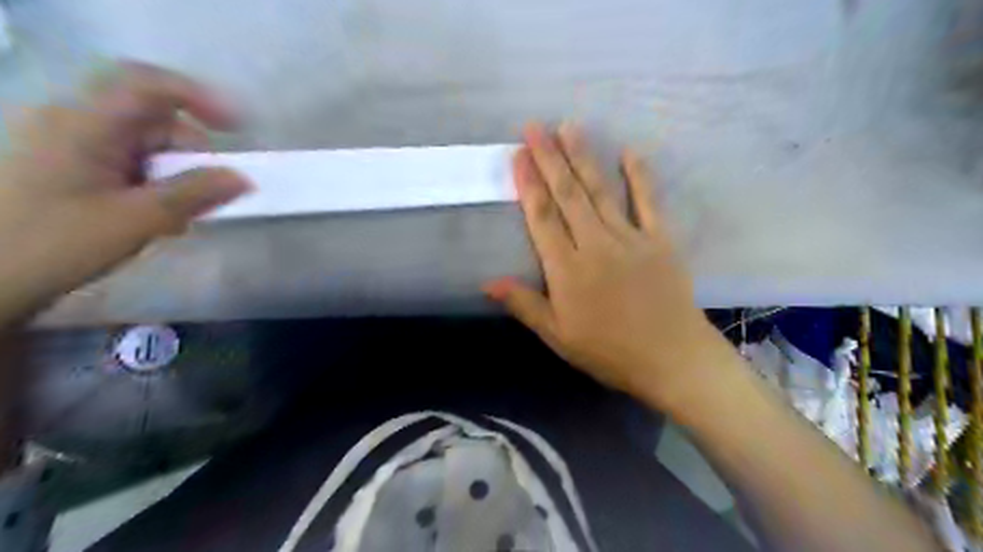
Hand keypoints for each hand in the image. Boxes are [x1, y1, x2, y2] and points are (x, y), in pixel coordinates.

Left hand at [1, 62, 251, 324]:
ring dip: (176, 176)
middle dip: (192, 154)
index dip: (199, 97)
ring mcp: (70, 146)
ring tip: (182, 217)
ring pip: (145, 146)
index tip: (237, 129)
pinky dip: (155, 185)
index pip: (148, 85)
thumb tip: (242, 179)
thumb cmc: (55, 244)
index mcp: (84, 124)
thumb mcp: (137, 219)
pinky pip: (129, 164)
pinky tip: (158, 217)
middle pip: (153, 120)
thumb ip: (195, 193)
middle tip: (213, 195)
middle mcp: (75, 123)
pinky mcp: (70, 169)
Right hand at [482, 122, 718, 412]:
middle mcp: (596, 244)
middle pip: (568, 195)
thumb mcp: (558, 336)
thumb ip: (524, 304)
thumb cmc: (609, 351)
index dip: (528, 184)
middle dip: (550, 158)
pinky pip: (648, 202)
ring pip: (601, 191)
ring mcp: (631, 239)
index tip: (518, 155)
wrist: (672, 359)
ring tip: (570, 127)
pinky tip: (630, 151)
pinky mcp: (660, 240)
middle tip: (535, 126)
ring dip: (584, 157)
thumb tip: (487, 283)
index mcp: (568, 269)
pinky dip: (639, 176)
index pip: (542, 218)